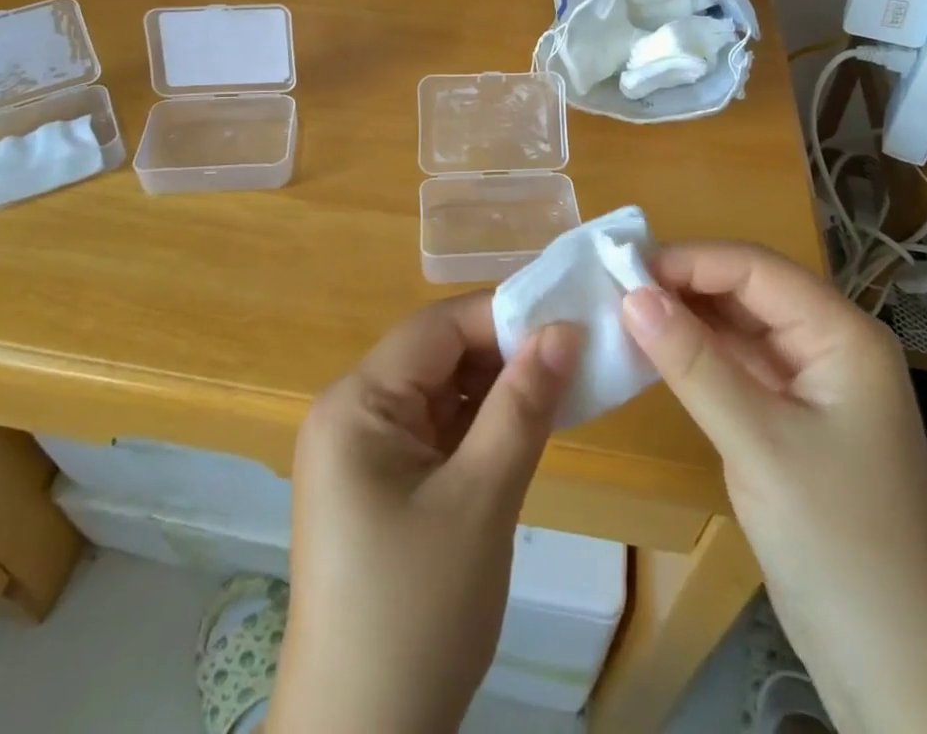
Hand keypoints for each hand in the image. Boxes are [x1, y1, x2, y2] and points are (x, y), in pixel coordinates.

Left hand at [270, 293, 580, 733]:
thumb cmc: (417, 613)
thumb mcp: (480, 501)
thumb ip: (522, 406)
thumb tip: (565, 329)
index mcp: (355, 403)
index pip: (436, 329)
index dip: (501, 315)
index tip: (567, 316)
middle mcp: (351, 412)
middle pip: (436, 355)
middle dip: (503, 350)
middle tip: (574, 350)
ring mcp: (364, 450)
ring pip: (441, 391)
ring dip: (497, 387)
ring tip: (562, 381)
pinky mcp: (382, 483)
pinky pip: (437, 429)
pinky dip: (481, 423)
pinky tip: (527, 423)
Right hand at [621, 243, 926, 733]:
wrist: (896, 665)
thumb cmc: (838, 544)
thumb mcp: (759, 445)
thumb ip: (694, 364)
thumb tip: (632, 295)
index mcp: (843, 335)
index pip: (757, 268)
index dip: (690, 261)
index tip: (624, 268)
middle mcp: (830, 344)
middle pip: (748, 290)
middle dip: (684, 284)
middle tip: (613, 287)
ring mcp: (811, 381)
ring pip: (739, 325)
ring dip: (685, 317)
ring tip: (622, 311)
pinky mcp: (790, 415)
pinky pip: (737, 363)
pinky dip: (695, 354)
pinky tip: (653, 350)